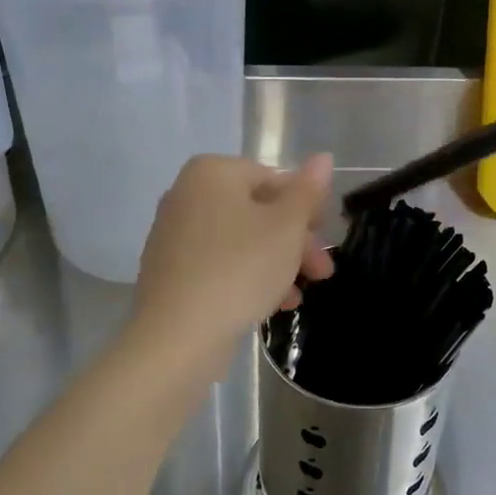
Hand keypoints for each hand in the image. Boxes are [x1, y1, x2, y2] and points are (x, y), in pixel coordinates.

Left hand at [127, 154, 335, 378]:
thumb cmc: (239, 269)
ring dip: (276, 263)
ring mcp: (174, 234)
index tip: (326, 238)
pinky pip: (218, 263)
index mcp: (212, 173)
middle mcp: (187, 194)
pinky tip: (272, 305)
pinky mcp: (169, 271)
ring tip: (300, 296)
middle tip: (322, 271)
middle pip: (257, 211)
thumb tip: (323, 157)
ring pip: (240, 241)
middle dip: (295, 241)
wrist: (176, 337)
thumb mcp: (286, 228)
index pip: (273, 178)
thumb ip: (307, 191)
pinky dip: (247, 277)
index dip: (306, 208)